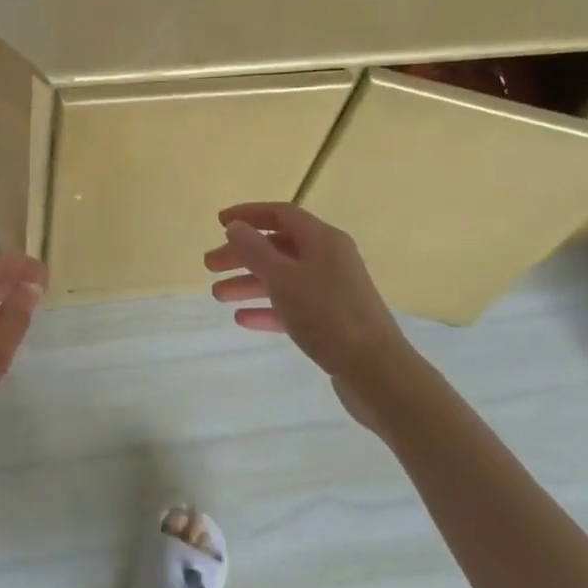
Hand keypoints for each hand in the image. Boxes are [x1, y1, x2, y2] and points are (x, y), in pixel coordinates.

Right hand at [205, 203, 415, 427]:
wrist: (378, 373)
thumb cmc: (327, 315)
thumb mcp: (283, 278)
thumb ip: (254, 250)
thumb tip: (235, 226)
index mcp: (322, 239)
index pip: (281, 214)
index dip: (248, 214)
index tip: (219, 222)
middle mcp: (329, 258)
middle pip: (278, 246)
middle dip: (242, 253)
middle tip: (210, 265)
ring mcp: (332, 290)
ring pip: (283, 277)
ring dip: (249, 282)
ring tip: (218, 295)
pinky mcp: (333, 321)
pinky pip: (293, 305)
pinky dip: (268, 308)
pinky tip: (243, 319)